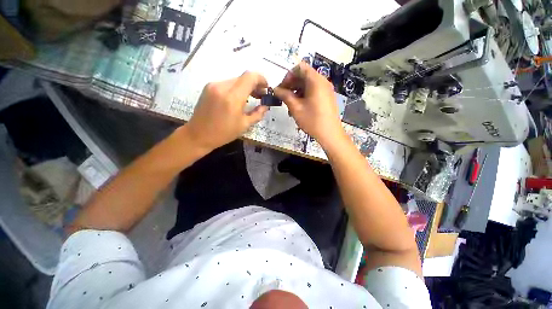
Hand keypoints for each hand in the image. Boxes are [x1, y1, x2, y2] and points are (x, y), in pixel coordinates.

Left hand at [185, 71, 268, 151]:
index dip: (261, 79)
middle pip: (243, 77)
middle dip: (254, 85)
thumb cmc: (223, 133)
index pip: (250, 77)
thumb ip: (258, 113)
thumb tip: (266, 106)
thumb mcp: (244, 125)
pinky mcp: (208, 87)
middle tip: (260, 96)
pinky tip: (237, 99)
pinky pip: (227, 83)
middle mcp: (222, 87)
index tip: (266, 89)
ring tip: (249, 98)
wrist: (198, 135)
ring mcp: (213, 85)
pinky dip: (236, 89)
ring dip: (245, 87)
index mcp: (232, 98)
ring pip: (235, 80)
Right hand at [274, 62, 345, 147]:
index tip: (282, 88)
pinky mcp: (327, 97)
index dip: (288, 76)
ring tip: (290, 104)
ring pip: (308, 84)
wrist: (330, 134)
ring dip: (297, 91)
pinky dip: (304, 95)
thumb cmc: (312, 120)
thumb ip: (285, 96)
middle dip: (292, 84)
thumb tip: (275, 89)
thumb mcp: (296, 108)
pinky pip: (314, 91)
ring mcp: (326, 89)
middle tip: (283, 96)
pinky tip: (299, 106)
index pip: (300, 68)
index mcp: (316, 80)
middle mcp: (322, 81)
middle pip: (304, 75)